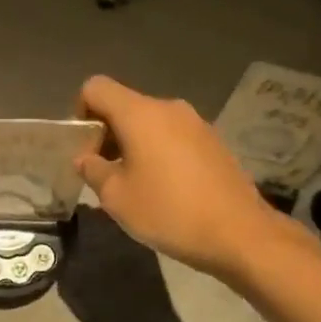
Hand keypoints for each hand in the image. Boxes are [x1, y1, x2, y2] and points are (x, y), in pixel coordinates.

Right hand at [74, 75, 285, 277]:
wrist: (240, 233)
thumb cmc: (169, 212)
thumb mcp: (116, 197)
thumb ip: (93, 170)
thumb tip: (86, 159)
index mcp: (140, 113)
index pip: (96, 87)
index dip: (80, 111)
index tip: (85, 148)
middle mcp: (168, 108)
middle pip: (124, 105)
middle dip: (106, 133)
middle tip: (104, 173)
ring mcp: (196, 123)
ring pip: (149, 122)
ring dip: (133, 144)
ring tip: (134, 184)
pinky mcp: (213, 141)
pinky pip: (173, 136)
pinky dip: (158, 152)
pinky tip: (165, 189)